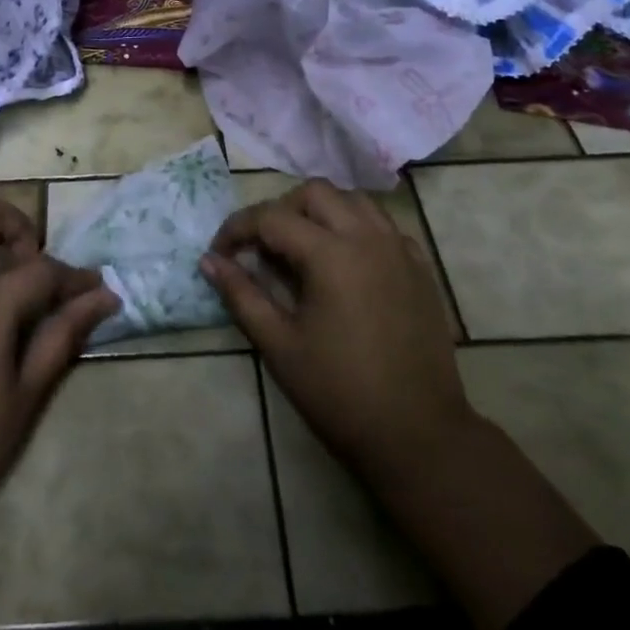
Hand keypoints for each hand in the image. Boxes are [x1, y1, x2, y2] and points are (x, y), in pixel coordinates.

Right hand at [202, 179, 473, 486]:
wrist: (419, 435)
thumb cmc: (340, 393)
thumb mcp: (279, 345)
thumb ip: (241, 295)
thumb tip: (209, 261)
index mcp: (331, 253)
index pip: (271, 217)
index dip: (237, 229)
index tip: (219, 254)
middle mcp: (367, 237)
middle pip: (314, 193)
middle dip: (280, 210)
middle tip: (262, 248)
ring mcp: (400, 249)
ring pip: (353, 200)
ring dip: (321, 212)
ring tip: (303, 248)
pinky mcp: (420, 268)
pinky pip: (383, 226)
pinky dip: (357, 229)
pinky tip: (345, 263)